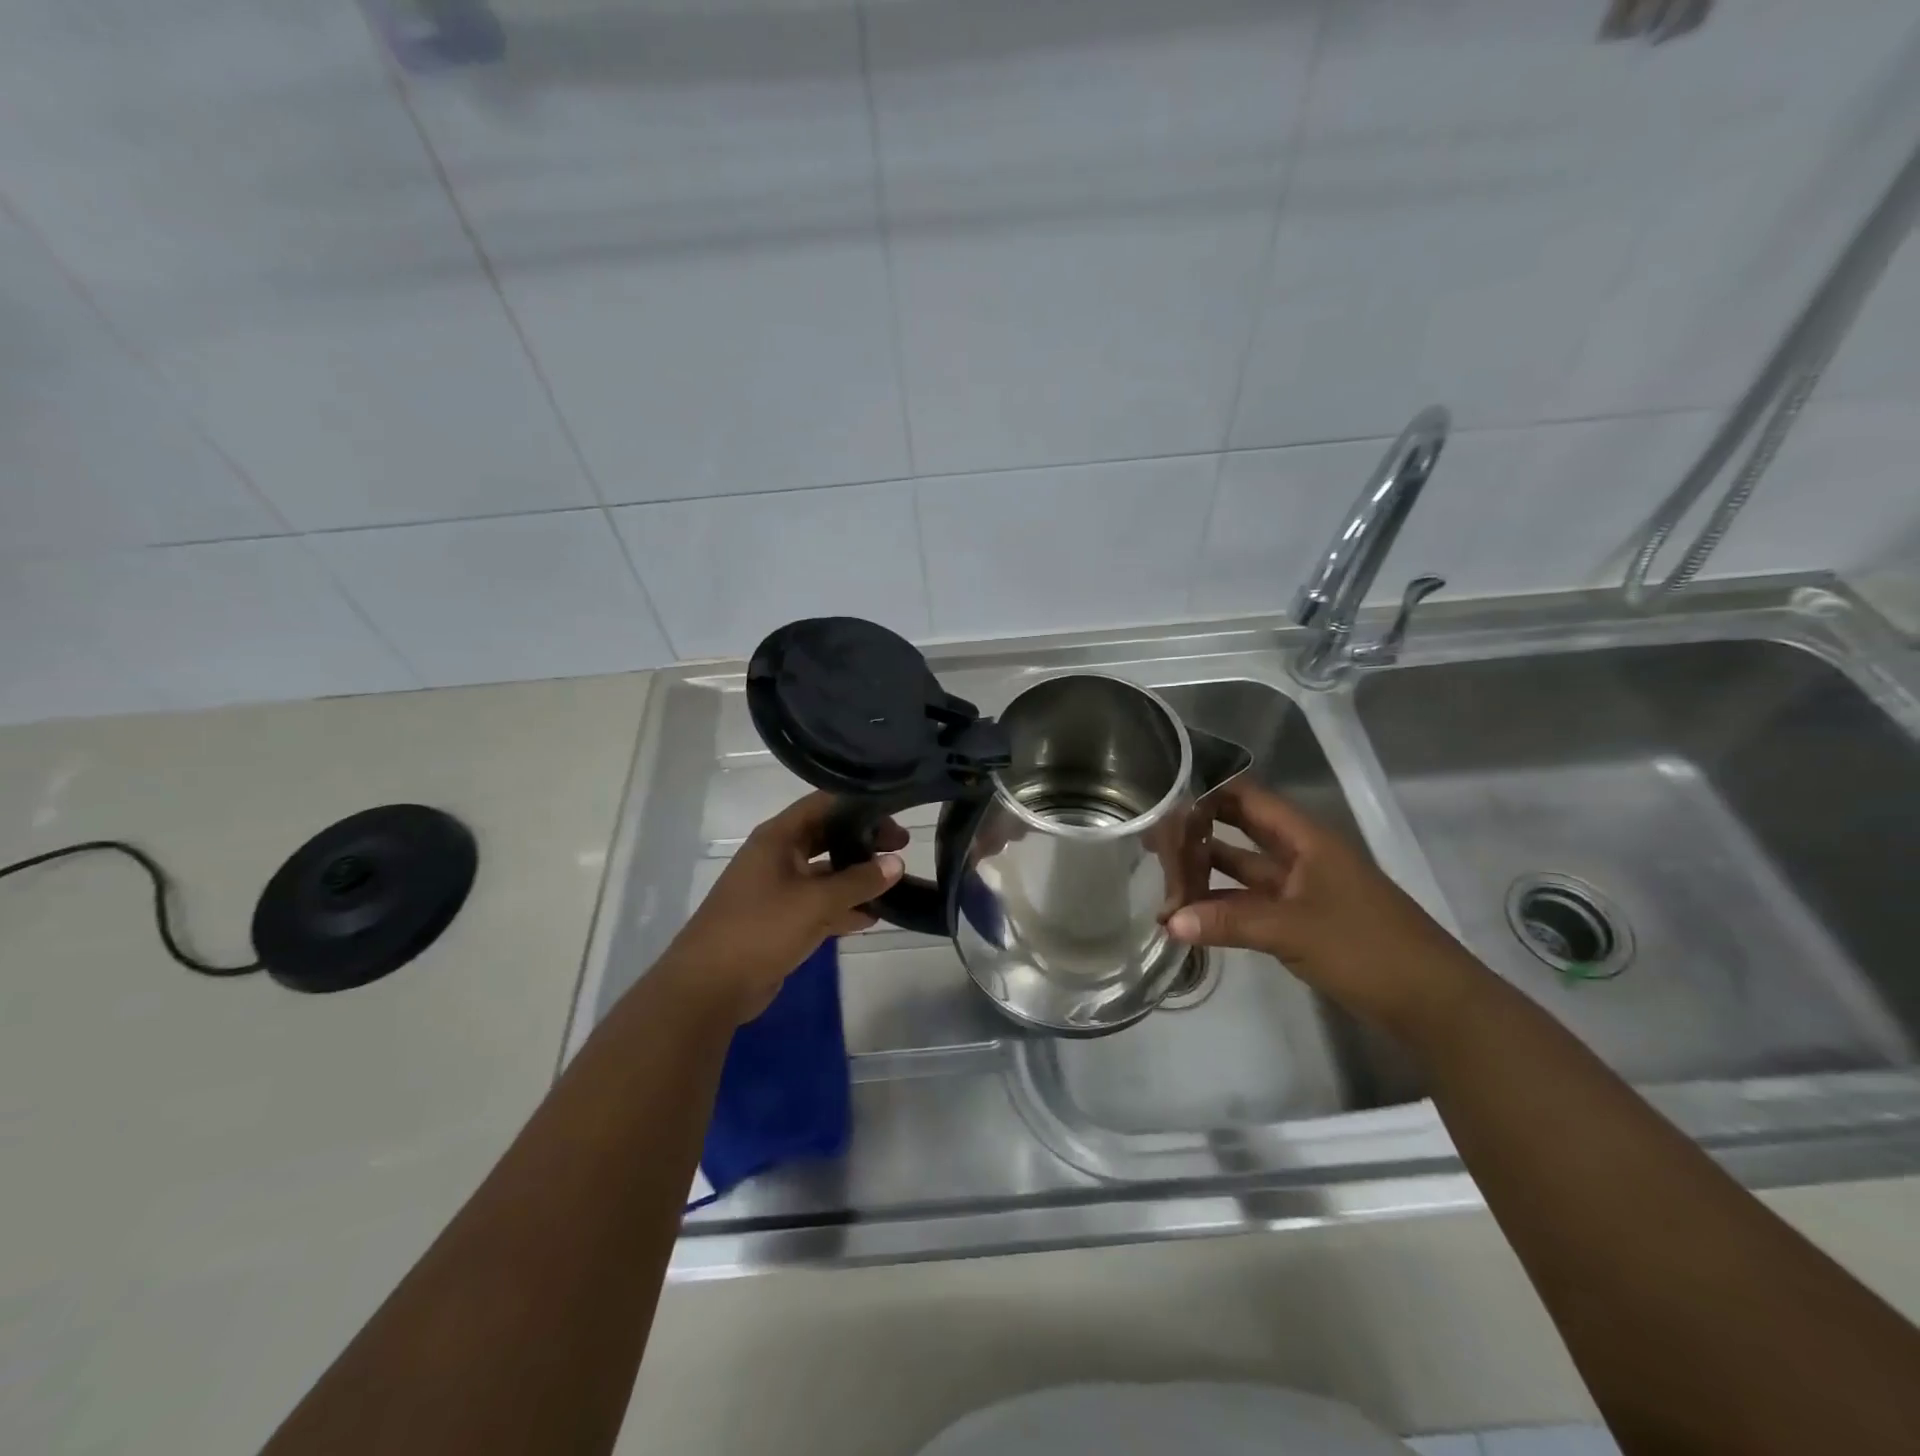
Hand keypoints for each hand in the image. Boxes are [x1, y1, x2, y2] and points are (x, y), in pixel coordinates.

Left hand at [656, 792, 906, 1025]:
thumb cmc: (760, 929)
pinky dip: (844, 907)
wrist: (709, 986)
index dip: (860, 805)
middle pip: (827, 837)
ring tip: (895, 882)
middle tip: (902, 847)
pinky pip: (819, 905)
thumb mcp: (815, 902)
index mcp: (778, 838)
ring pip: (825, 874)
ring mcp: (778, 889)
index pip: (824, 804)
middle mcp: (777, 856)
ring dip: (856, 878)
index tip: (895, 811)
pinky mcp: (781, 920)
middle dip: (863, 841)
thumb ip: (859, 881)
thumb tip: (896, 863)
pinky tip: (873, 916)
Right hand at [1167, 779, 1475, 1029]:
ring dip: (1206, 873)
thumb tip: (1168, 921)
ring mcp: (1301, 889)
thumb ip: (1229, 921)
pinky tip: (1189, 916)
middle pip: (1241, 830)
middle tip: (1152, 833)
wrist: (1433, 1003)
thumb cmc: (1367, 948)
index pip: (1249, 798)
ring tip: (1159, 875)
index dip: (1209, 791)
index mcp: (1306, 839)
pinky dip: (1222, 907)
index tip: (1164, 793)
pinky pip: (1251, 903)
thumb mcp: (1294, 929)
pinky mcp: (1301, 920)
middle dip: (1199, 830)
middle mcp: (1301, 855)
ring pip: (1244, 869)